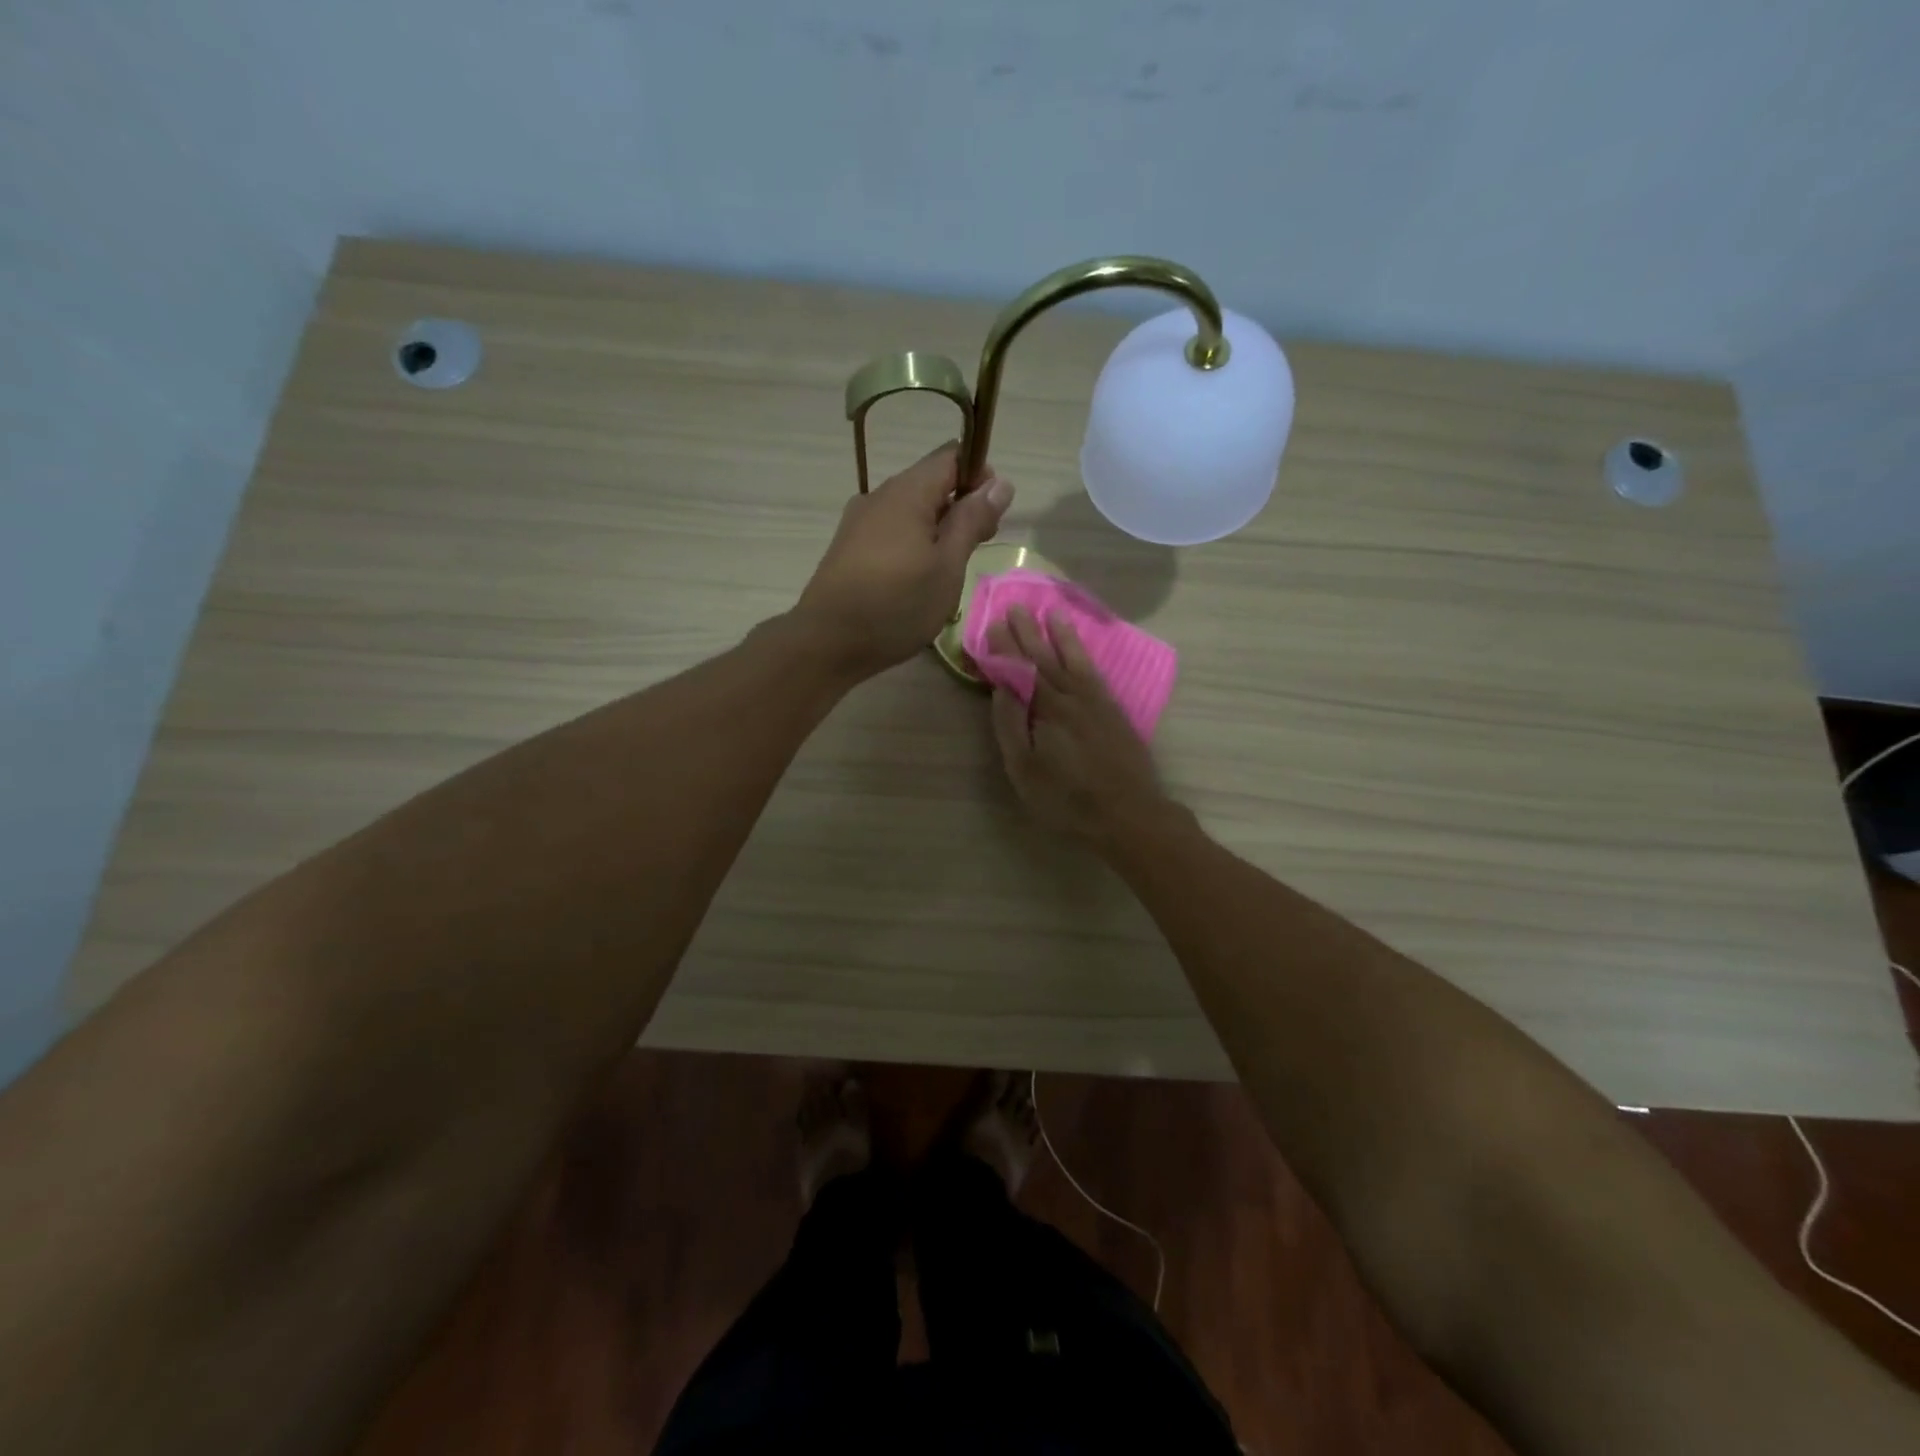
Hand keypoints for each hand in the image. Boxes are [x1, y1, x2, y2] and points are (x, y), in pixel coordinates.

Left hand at [794, 442, 1013, 679]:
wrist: (827, 642)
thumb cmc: (897, 604)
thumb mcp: (948, 565)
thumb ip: (973, 521)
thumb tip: (1000, 483)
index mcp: (907, 491)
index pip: (952, 456)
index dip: (979, 475)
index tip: (993, 513)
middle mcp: (880, 496)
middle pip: (930, 483)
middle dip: (961, 507)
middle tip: (977, 548)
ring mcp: (859, 522)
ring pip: (910, 510)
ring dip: (937, 530)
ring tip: (949, 571)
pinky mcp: (849, 547)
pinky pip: (891, 532)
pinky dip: (913, 544)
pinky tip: (917, 580)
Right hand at [988, 606, 1171, 844]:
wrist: (1128, 813)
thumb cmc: (1067, 799)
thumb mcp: (1025, 770)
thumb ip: (1011, 727)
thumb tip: (1002, 689)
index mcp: (1046, 709)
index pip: (1020, 670)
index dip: (1005, 648)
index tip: (991, 624)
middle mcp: (1072, 697)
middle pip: (1046, 658)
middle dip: (1028, 632)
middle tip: (1015, 607)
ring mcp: (1097, 702)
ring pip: (1074, 660)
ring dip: (1061, 636)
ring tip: (1051, 614)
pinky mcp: (1114, 711)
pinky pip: (1095, 672)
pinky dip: (1085, 656)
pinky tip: (1080, 651)